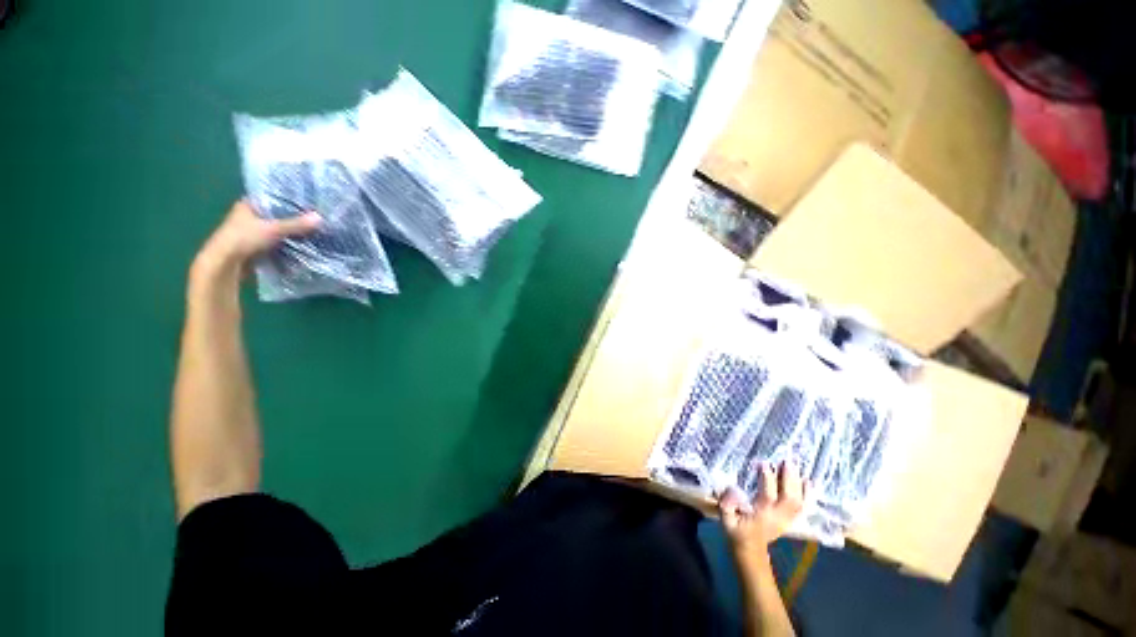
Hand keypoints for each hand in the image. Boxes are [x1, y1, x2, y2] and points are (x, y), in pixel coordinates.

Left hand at [193, 199, 320, 276]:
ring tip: (314, 233)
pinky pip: (276, 243)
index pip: (272, 198)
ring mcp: (252, 233)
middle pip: (277, 216)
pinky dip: (287, 245)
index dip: (290, 200)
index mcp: (248, 205)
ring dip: (292, 234)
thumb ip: (297, 224)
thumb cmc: (243, 239)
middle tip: (316, 219)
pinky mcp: (256, 247)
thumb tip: (320, 218)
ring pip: (277, 231)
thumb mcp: (273, 229)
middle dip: (294, 219)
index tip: (309, 203)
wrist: (225, 264)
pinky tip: (303, 246)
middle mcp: (249, 217)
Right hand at [719, 462, 806, 551]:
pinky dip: (808, 494)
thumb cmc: (736, 530)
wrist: (750, 549)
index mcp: (761, 516)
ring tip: (796, 466)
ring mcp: (786, 519)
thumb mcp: (725, 519)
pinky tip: (809, 482)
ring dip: (799, 484)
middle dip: (789, 479)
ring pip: (798, 502)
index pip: (768, 497)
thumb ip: (727, 504)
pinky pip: (803, 507)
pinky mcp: (790, 519)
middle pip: (789, 499)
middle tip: (787, 461)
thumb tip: (732, 488)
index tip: (763, 462)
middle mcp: (777, 517)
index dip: (767, 479)